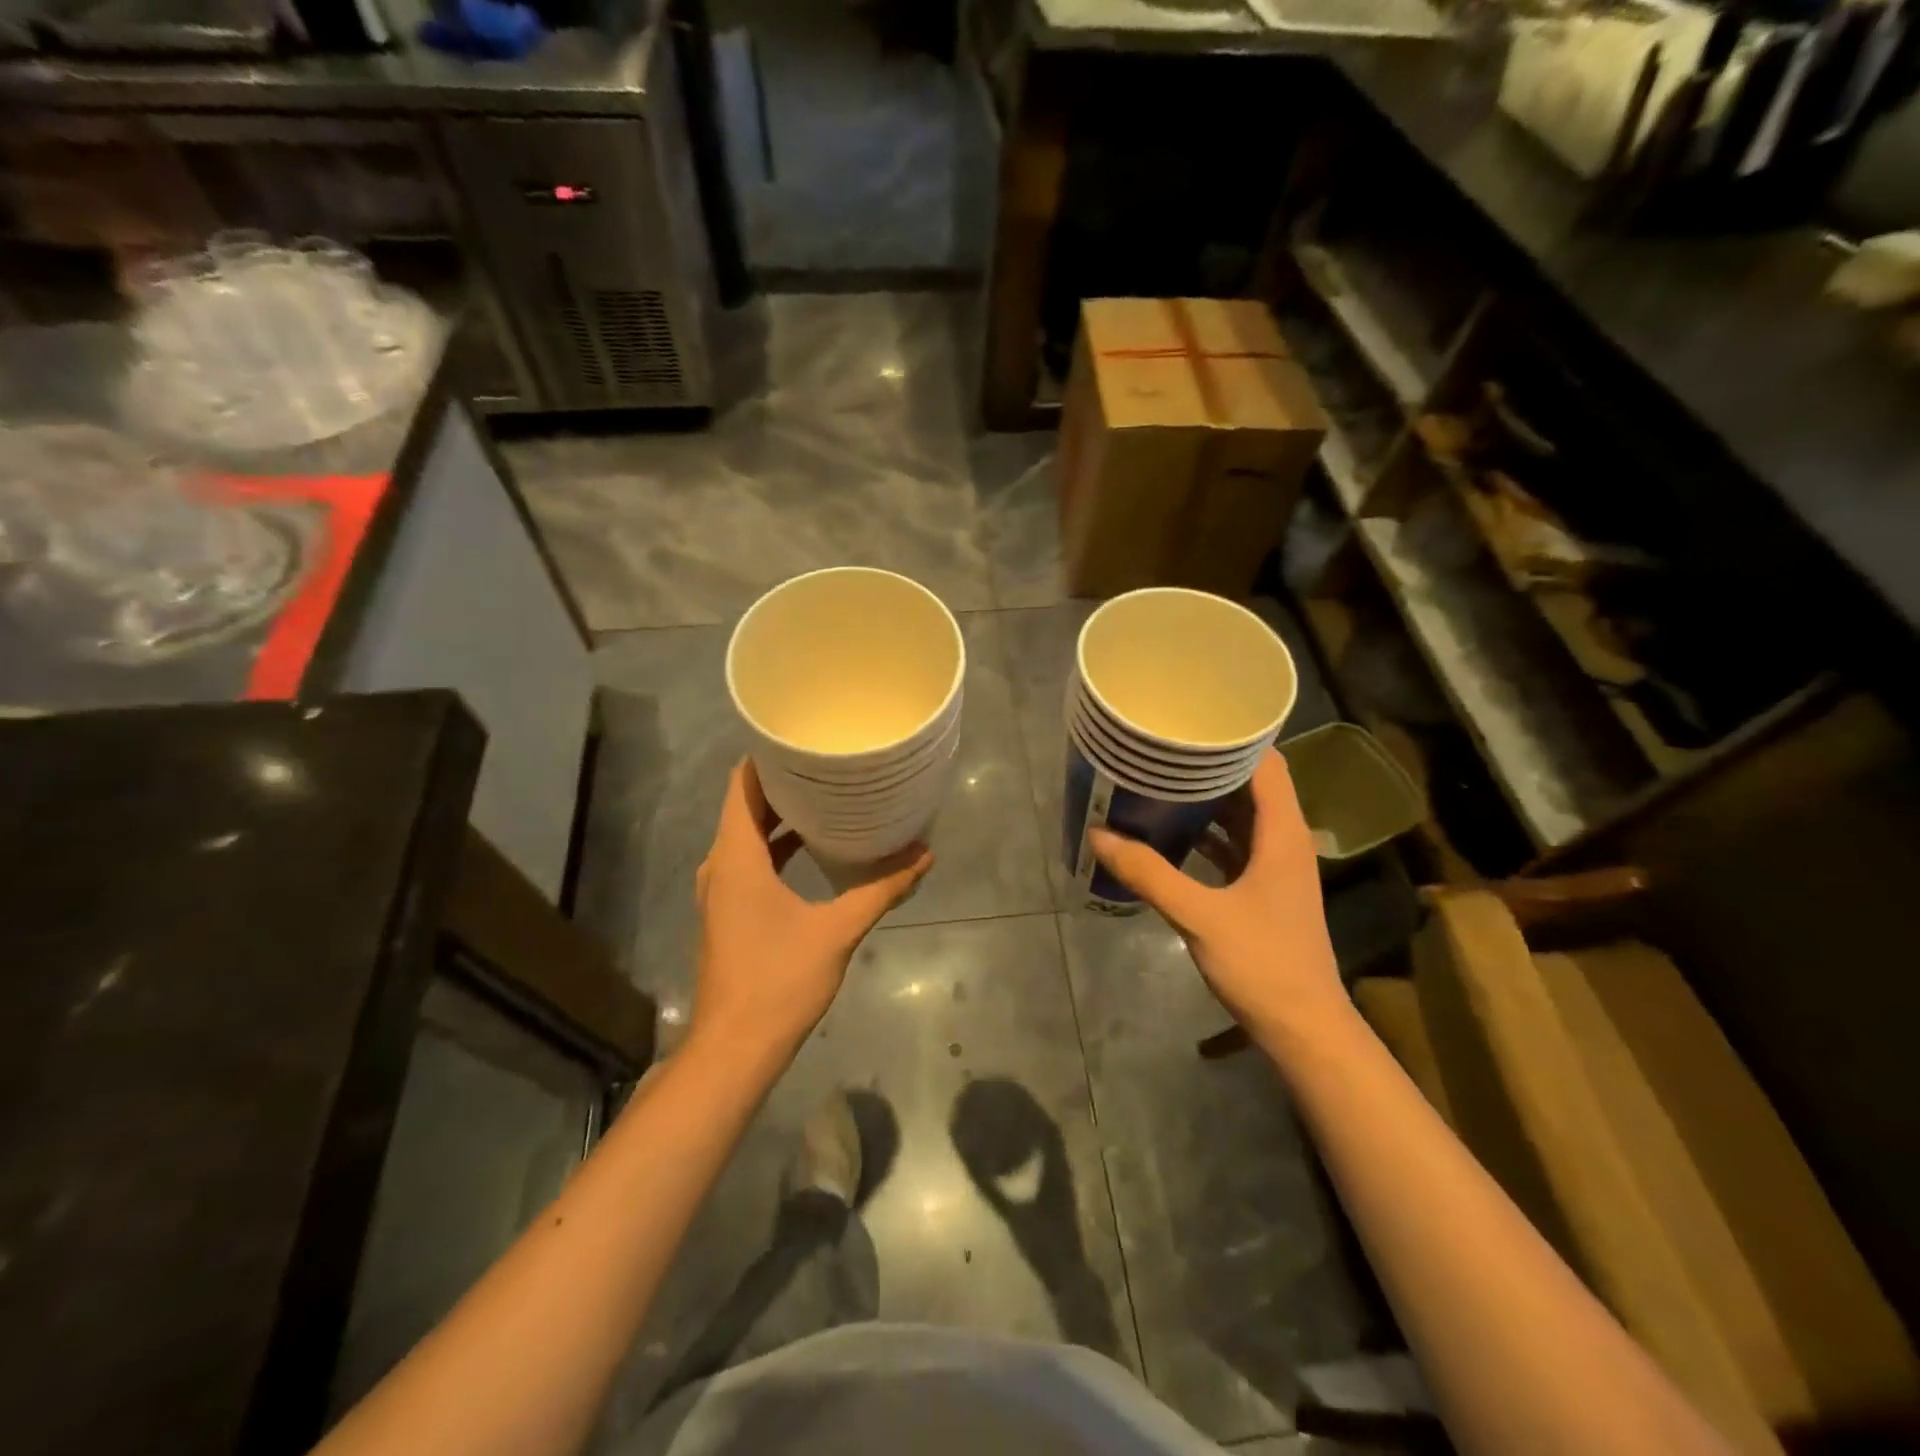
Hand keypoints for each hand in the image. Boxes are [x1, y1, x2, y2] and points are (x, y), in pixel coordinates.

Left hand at [691, 760, 931, 1058]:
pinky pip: (749, 861)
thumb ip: (882, 889)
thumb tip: (924, 855)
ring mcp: (720, 890)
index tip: (804, 738)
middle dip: (783, 782)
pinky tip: (812, 848)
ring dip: (780, 815)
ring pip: (746, 835)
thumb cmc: (779, 980)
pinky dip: (776, 846)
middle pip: (745, 805)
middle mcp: (720, 865)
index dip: (767, 756)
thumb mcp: (838, 930)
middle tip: (827, 761)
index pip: (741, 784)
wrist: (735, 1048)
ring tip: (825, 794)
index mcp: (736, 856)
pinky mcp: (729, 911)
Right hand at [1090, 749, 1345, 1046]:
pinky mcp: (1263, 890)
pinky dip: (1207, 834)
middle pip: (1251, 785)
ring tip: (1160, 781)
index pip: (1265, 763)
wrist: (1303, 1027)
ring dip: (1207, 800)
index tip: (1189, 722)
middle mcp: (1284, 840)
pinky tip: (1172, 833)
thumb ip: (1150, 873)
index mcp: (1282, 833)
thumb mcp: (1199, 915)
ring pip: (1242, 816)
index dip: (1233, 738)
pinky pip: (1235, 845)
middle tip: (1161, 750)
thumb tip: (1099, 834)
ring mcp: (1275, 867)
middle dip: (1208, 766)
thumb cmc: (1262, 963)